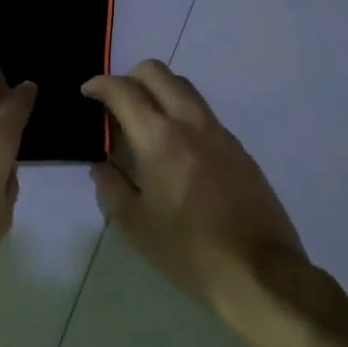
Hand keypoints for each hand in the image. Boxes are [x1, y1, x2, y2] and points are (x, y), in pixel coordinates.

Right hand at [83, 61, 310, 319]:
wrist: (260, 273)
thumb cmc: (188, 251)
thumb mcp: (135, 225)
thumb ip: (111, 187)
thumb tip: (103, 167)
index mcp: (160, 138)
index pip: (124, 91)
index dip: (99, 85)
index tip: (87, 93)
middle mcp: (191, 124)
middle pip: (158, 73)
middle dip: (130, 77)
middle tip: (115, 103)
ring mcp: (221, 134)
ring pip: (185, 88)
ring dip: (158, 92)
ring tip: (143, 124)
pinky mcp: (240, 150)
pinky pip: (203, 115)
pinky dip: (181, 115)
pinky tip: (174, 152)